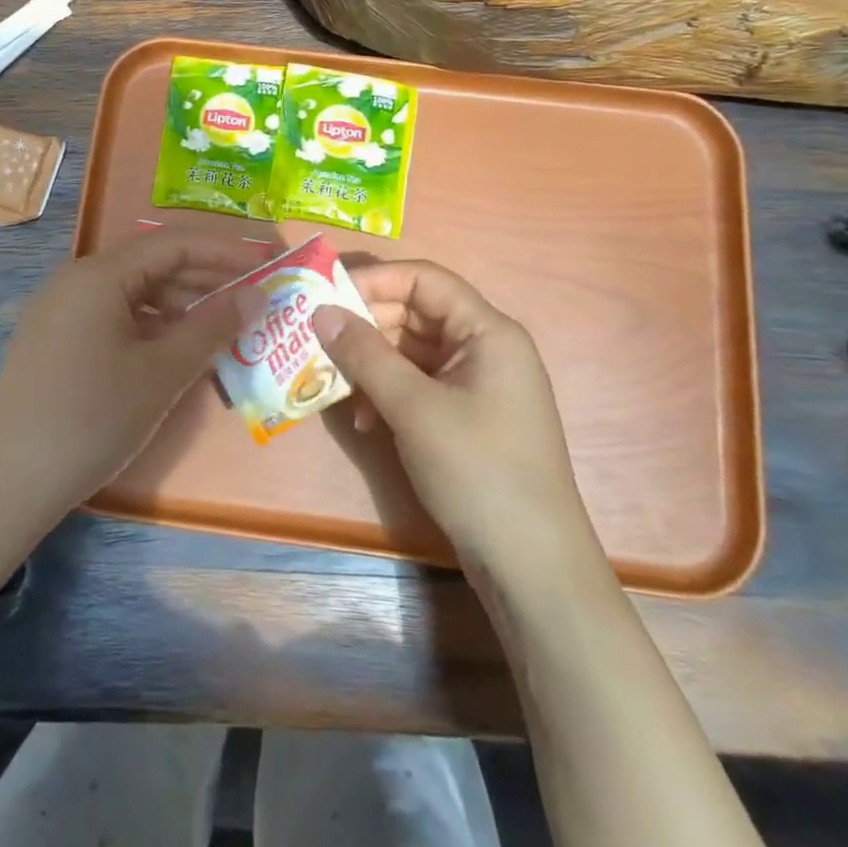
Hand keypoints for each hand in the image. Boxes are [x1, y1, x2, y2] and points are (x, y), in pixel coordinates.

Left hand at [0, 229, 261, 529]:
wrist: (9, 482)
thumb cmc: (93, 419)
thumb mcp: (163, 373)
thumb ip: (213, 327)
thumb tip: (256, 295)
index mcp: (99, 275)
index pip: (174, 243)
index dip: (225, 250)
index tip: (267, 261)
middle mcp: (76, 279)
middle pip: (152, 261)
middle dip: (206, 274)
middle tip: (253, 292)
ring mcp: (61, 307)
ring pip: (133, 289)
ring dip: (180, 301)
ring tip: (222, 323)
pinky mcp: (55, 336)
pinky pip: (113, 313)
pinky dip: (151, 322)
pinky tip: (175, 345)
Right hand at [312, 262, 599, 575]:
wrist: (531, 567)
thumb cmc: (477, 471)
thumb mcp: (414, 408)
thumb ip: (365, 354)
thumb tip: (320, 311)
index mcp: (487, 331)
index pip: (424, 279)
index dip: (374, 281)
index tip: (324, 296)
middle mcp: (485, 347)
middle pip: (415, 313)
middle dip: (365, 325)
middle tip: (316, 340)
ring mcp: (477, 384)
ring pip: (411, 350)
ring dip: (371, 363)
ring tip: (332, 382)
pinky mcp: (466, 416)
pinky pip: (418, 384)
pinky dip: (388, 392)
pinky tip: (364, 419)